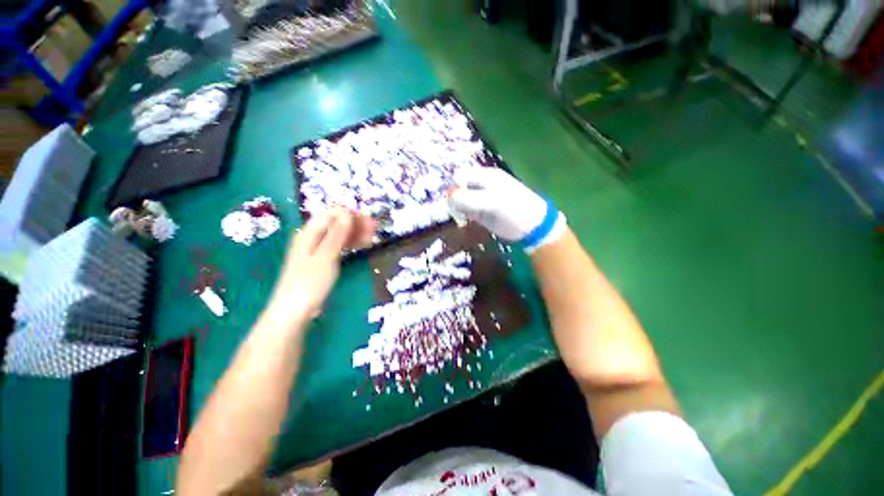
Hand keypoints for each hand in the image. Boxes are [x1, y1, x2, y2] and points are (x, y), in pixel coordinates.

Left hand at [268, 208, 374, 325]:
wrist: (294, 312)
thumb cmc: (310, 284)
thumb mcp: (326, 257)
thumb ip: (337, 234)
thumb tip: (348, 214)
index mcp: (309, 233)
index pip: (331, 213)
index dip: (350, 214)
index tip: (368, 221)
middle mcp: (312, 237)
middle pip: (336, 222)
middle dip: (356, 222)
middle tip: (375, 228)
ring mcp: (317, 249)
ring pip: (339, 234)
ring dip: (355, 232)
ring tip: (372, 237)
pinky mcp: (321, 260)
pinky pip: (338, 245)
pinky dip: (351, 243)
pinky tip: (362, 246)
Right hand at [448, 167, 565, 250]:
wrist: (532, 228)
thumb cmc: (514, 211)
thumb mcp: (492, 203)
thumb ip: (469, 199)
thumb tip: (450, 197)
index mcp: (486, 176)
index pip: (460, 175)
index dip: (454, 187)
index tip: (453, 202)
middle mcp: (481, 185)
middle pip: (458, 187)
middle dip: (454, 199)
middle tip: (457, 213)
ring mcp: (481, 199)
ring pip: (461, 199)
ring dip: (457, 208)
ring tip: (462, 219)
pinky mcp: (481, 212)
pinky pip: (466, 210)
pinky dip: (463, 215)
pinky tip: (465, 222)